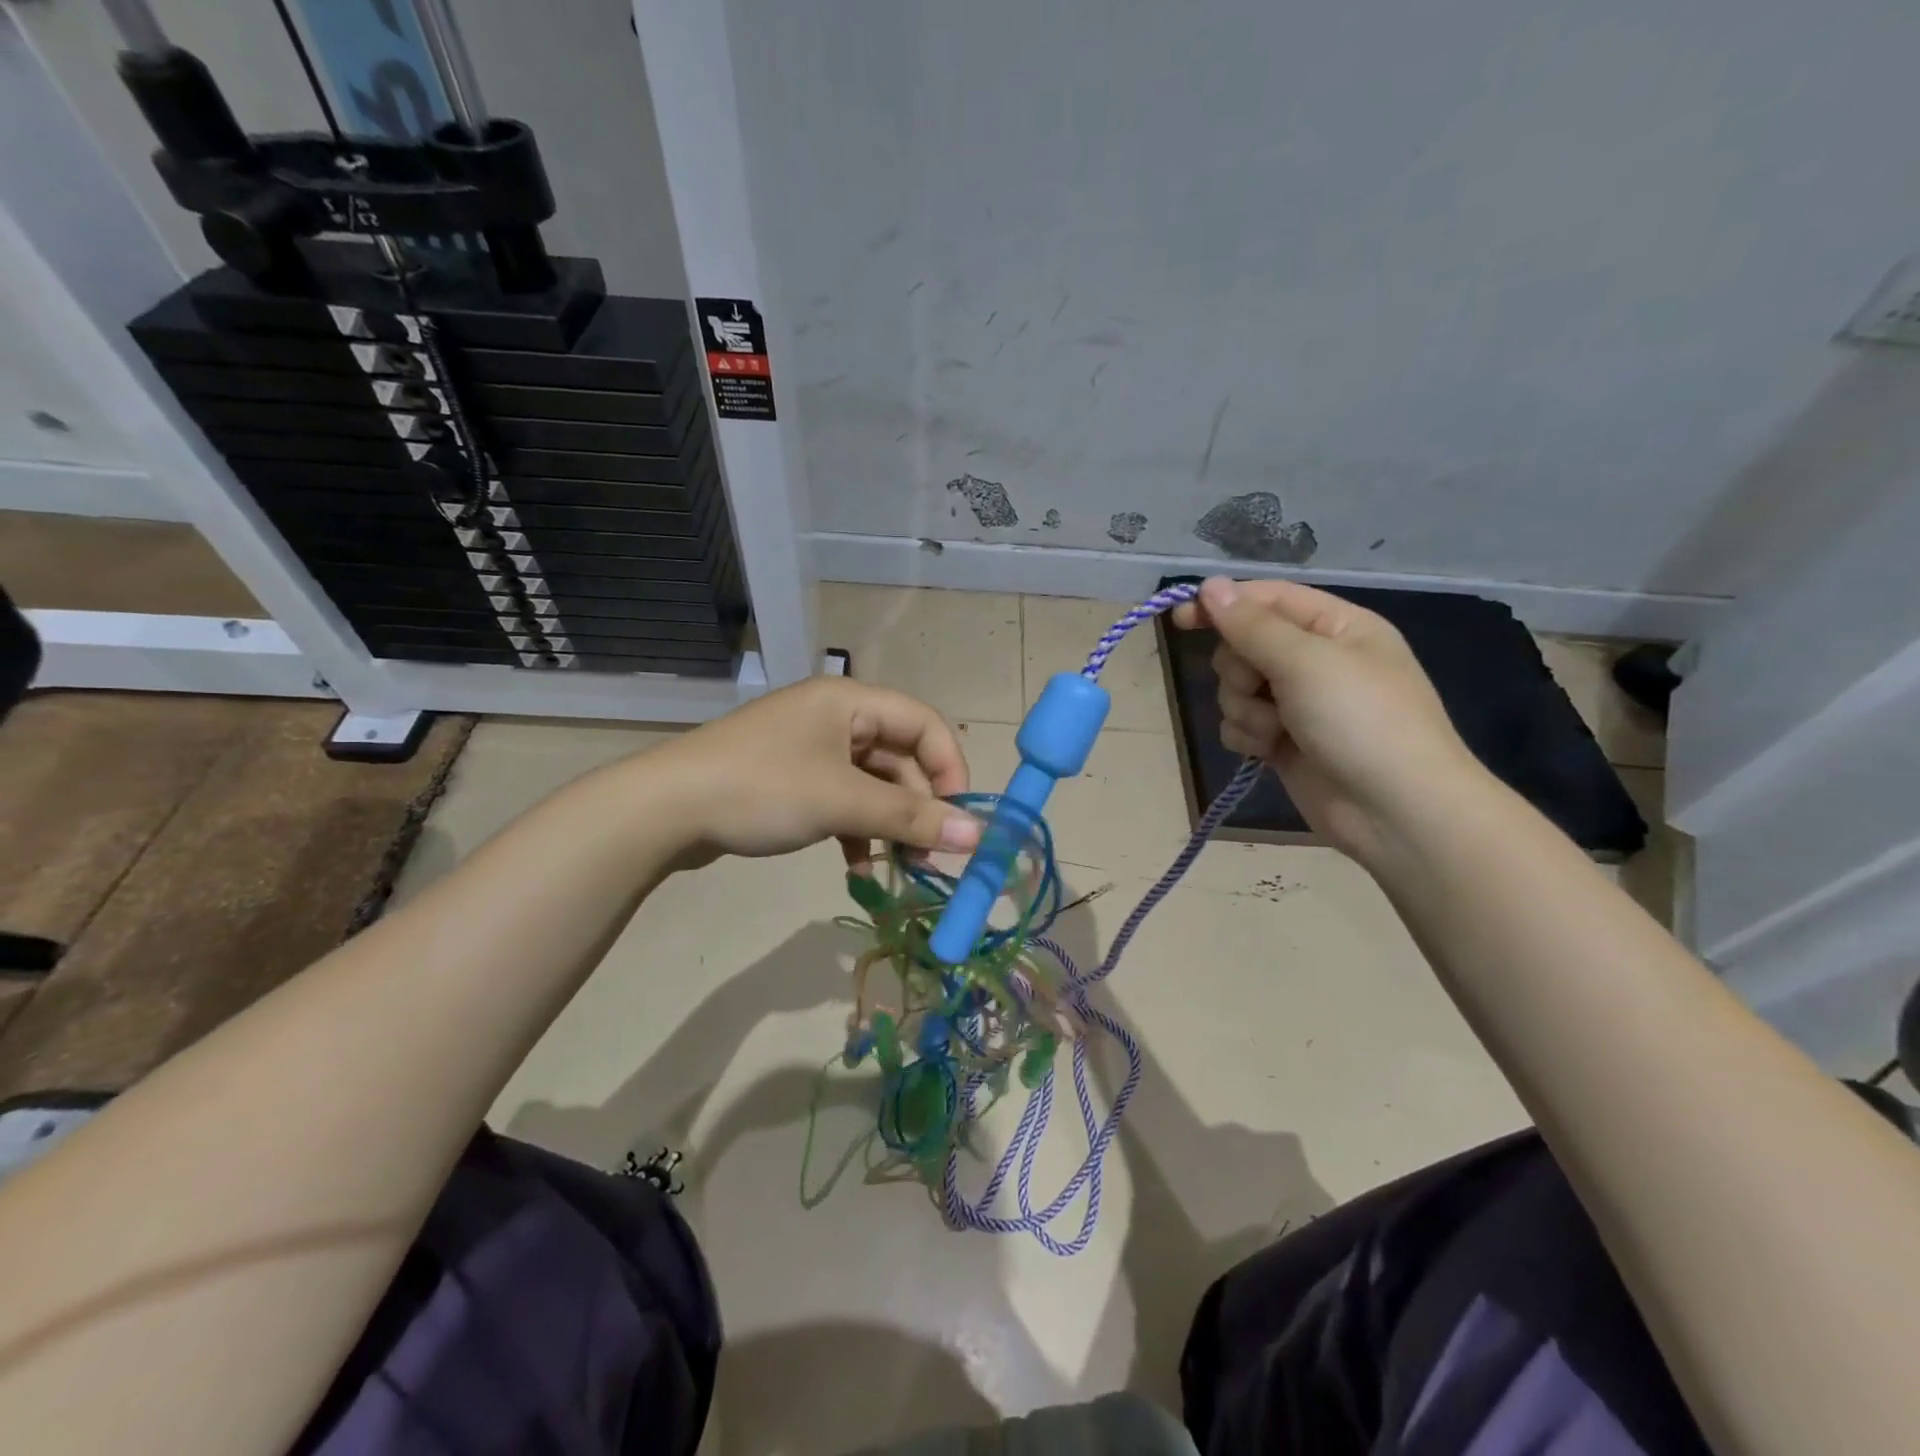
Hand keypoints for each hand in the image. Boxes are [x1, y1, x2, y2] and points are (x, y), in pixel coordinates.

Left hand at [648, 677, 979, 867]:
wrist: (665, 810)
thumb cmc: (763, 789)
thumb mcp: (843, 802)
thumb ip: (912, 817)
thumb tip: (980, 836)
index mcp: (851, 701)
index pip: (924, 724)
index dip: (950, 769)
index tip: (960, 819)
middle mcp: (836, 717)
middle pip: (900, 758)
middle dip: (919, 807)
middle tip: (932, 857)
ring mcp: (812, 750)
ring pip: (872, 785)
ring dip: (890, 824)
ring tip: (901, 869)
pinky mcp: (793, 780)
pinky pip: (843, 800)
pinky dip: (857, 831)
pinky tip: (859, 868)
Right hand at [1173, 577, 1487, 863]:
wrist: (1395, 812)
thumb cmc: (1361, 722)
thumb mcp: (1306, 662)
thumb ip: (1251, 625)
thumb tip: (1210, 585)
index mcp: (1335, 627)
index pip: (1267, 599)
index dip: (1223, 604)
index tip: (1181, 618)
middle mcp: (1316, 660)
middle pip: (1244, 646)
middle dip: (1240, 671)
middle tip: (1261, 689)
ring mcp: (1299, 704)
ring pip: (1236, 689)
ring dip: (1245, 709)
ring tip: (1276, 731)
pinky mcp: (1284, 742)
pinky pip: (1241, 724)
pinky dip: (1248, 736)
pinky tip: (1269, 751)